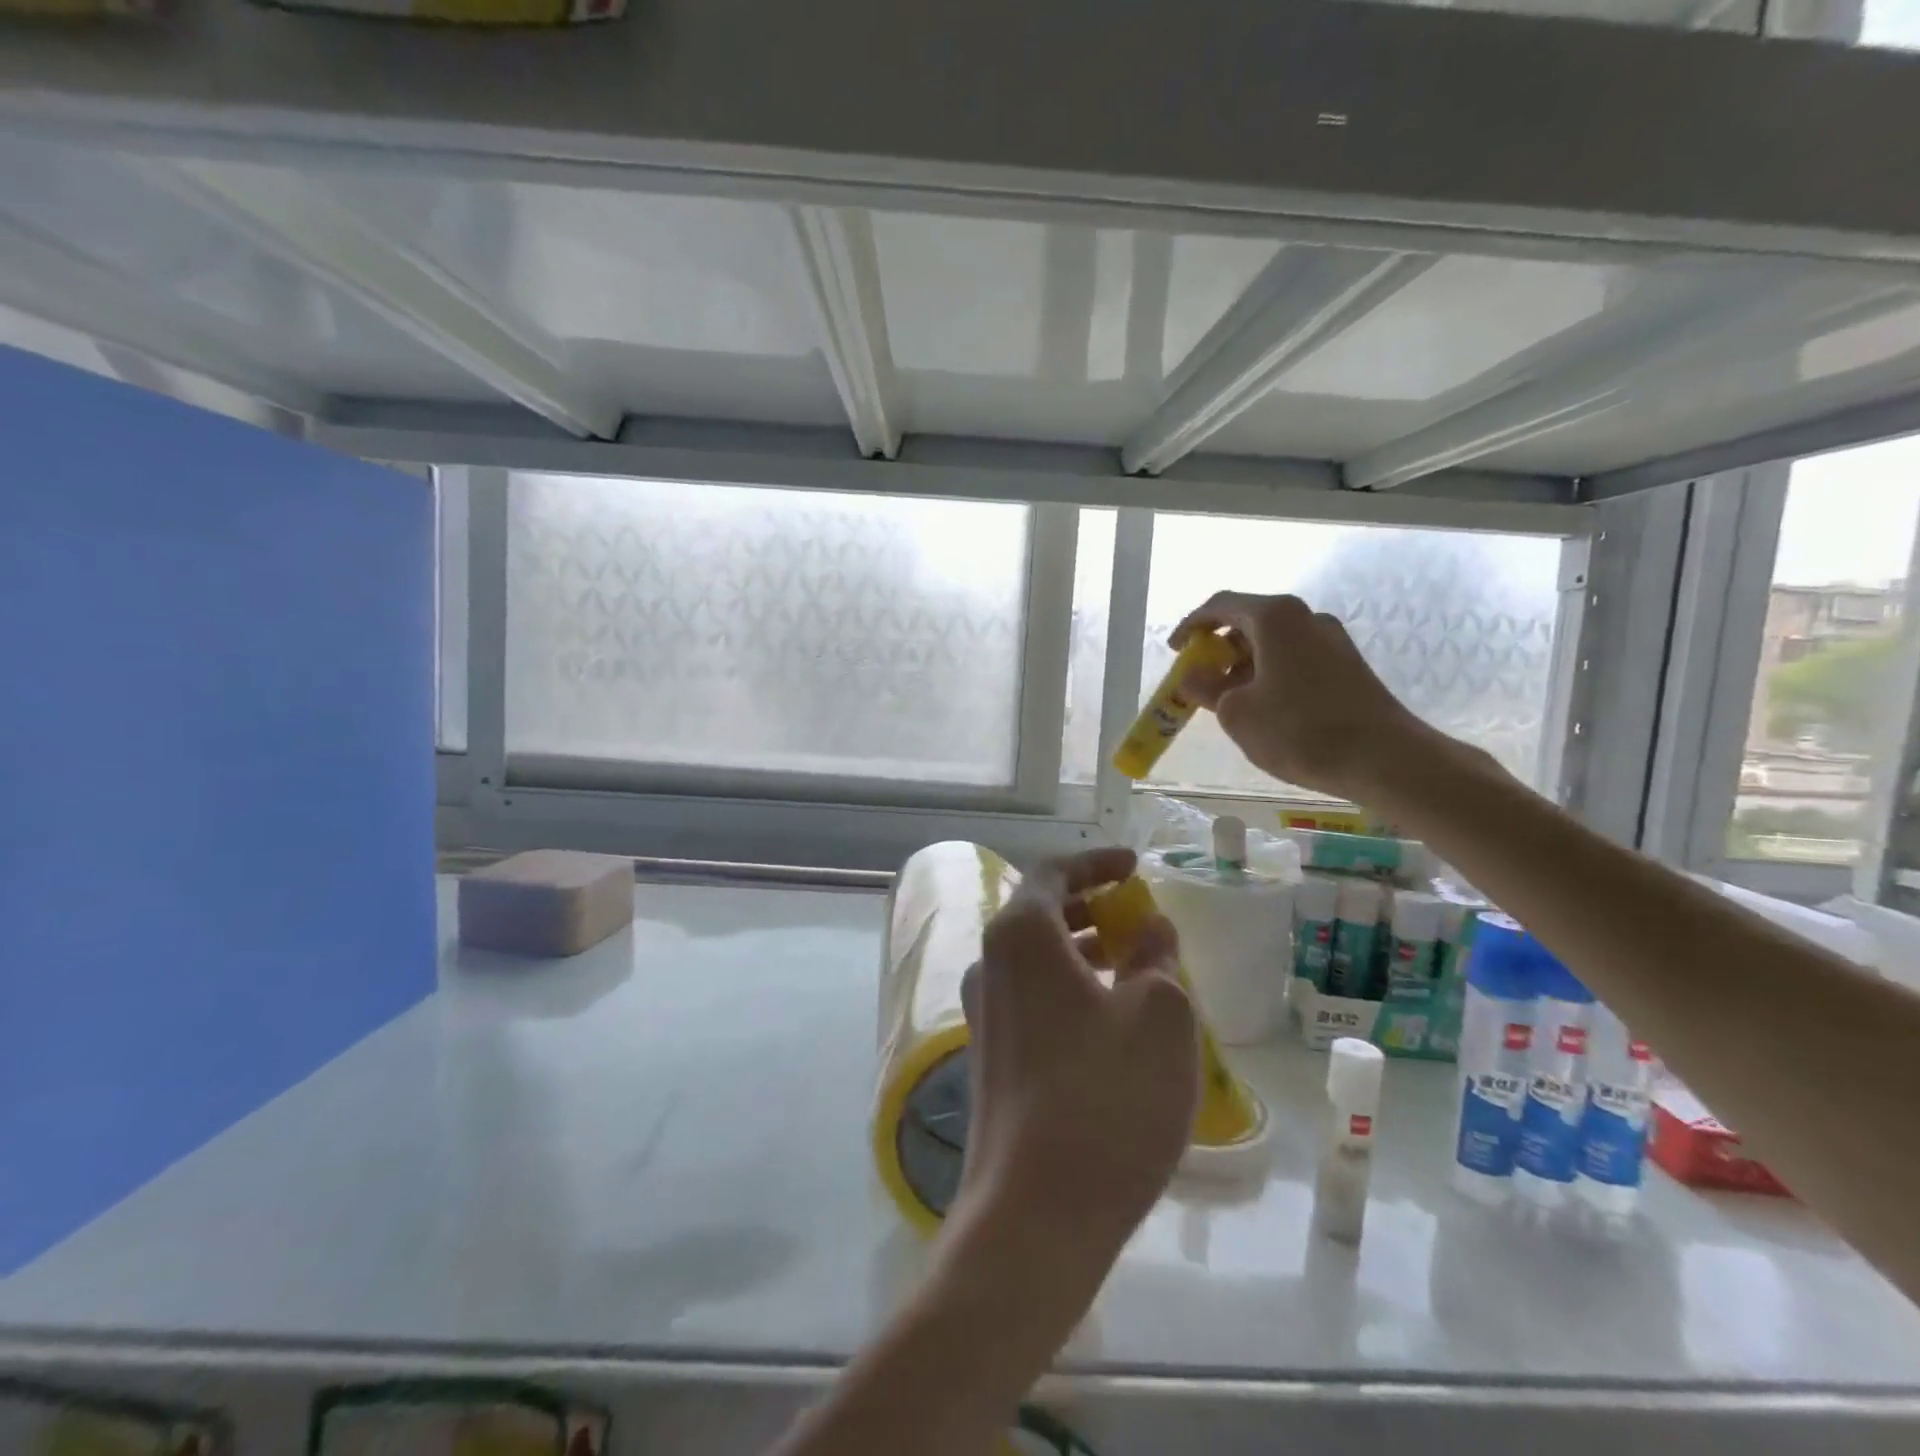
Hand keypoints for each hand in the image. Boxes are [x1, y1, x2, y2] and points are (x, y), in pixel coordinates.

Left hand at [954, 847, 1197, 1272]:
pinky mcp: (989, 1056)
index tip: (1133, 865)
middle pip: (1038, 913)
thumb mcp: (1158, 1016)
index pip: (1053, 873)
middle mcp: (989, 964)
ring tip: (1132, 963)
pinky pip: (1031, 997)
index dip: (1096, 862)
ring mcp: (983, 1012)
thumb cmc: (1107, 1097)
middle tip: (1135, 913)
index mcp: (1021, 936)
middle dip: (1089, 906)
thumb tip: (1149, 929)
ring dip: (1081, 949)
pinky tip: (1109, 1019)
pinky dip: (1068, 987)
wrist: (1035, 1213)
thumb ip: (1155, 957)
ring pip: (1035, 958)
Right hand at [1171, 591, 1443, 803]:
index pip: (1221, 605)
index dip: (1191, 626)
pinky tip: (1264, 708)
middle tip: (1199, 679)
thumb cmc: (1300, 730)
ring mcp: (1331, 640)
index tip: (1175, 651)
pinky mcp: (1347, 664)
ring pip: (1273, 642)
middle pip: (1249, 621)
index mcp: (1275, 617)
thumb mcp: (1236, 712)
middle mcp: (1305, 618)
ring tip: (1228, 700)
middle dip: (1218, 648)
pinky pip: (1294, 658)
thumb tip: (1192, 675)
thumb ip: (1206, 688)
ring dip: (1243, 664)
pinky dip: (1269, 674)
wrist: (1384, 758)